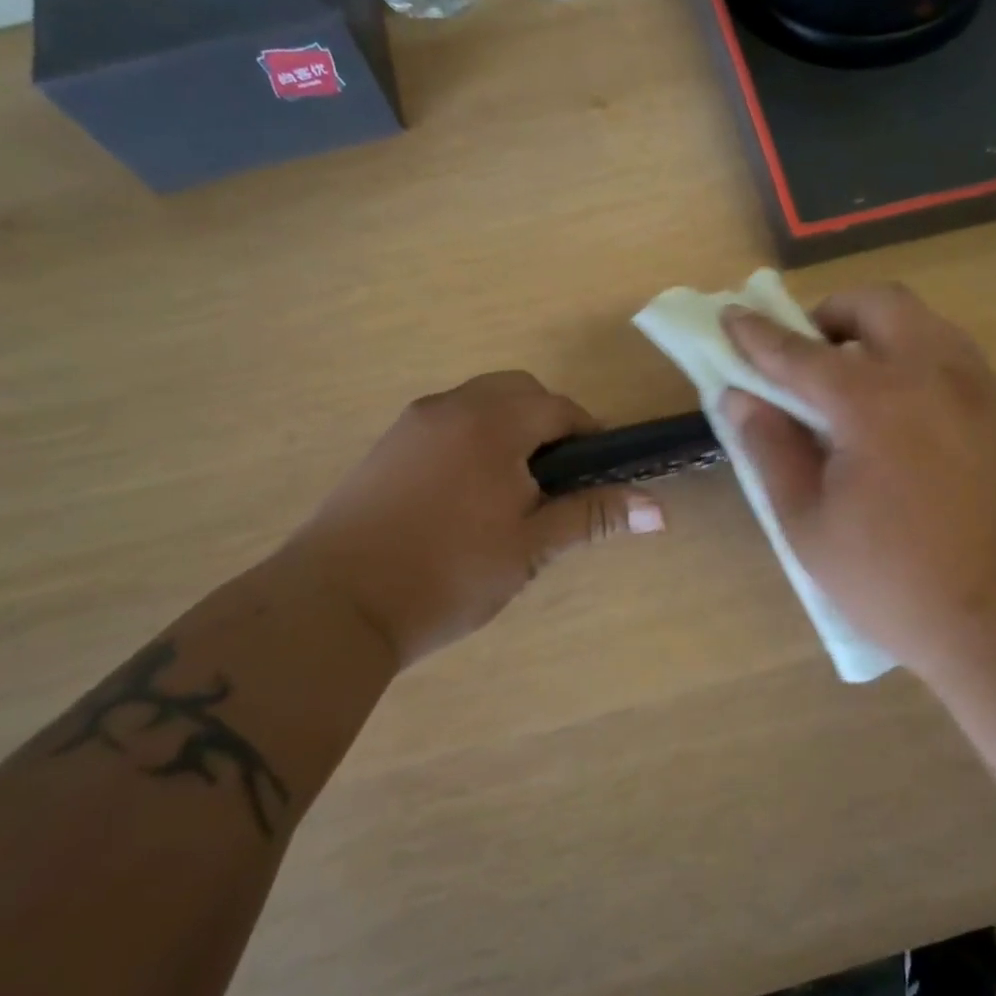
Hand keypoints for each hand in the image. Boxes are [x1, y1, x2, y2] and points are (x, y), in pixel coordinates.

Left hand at [283, 371, 664, 669]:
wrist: (334, 604)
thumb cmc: (446, 574)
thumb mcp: (530, 548)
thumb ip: (592, 516)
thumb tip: (661, 511)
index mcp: (491, 422)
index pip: (558, 407)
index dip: (588, 433)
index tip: (599, 472)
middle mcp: (451, 406)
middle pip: (518, 391)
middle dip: (548, 423)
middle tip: (557, 479)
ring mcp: (412, 423)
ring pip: (479, 403)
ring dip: (508, 428)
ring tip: (513, 488)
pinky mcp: (386, 445)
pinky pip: (447, 422)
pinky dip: (473, 438)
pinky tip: (467, 493)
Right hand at [721, 286, 995, 684]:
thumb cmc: (896, 585)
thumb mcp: (809, 526)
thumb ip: (771, 450)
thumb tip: (740, 397)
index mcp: (875, 403)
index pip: (800, 352)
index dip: (758, 333)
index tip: (732, 317)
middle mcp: (938, 376)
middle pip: (882, 303)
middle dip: (834, 314)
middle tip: (813, 354)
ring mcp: (990, 391)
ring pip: (930, 327)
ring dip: (885, 336)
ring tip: (864, 387)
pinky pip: (965, 369)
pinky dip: (927, 375)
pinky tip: (921, 432)